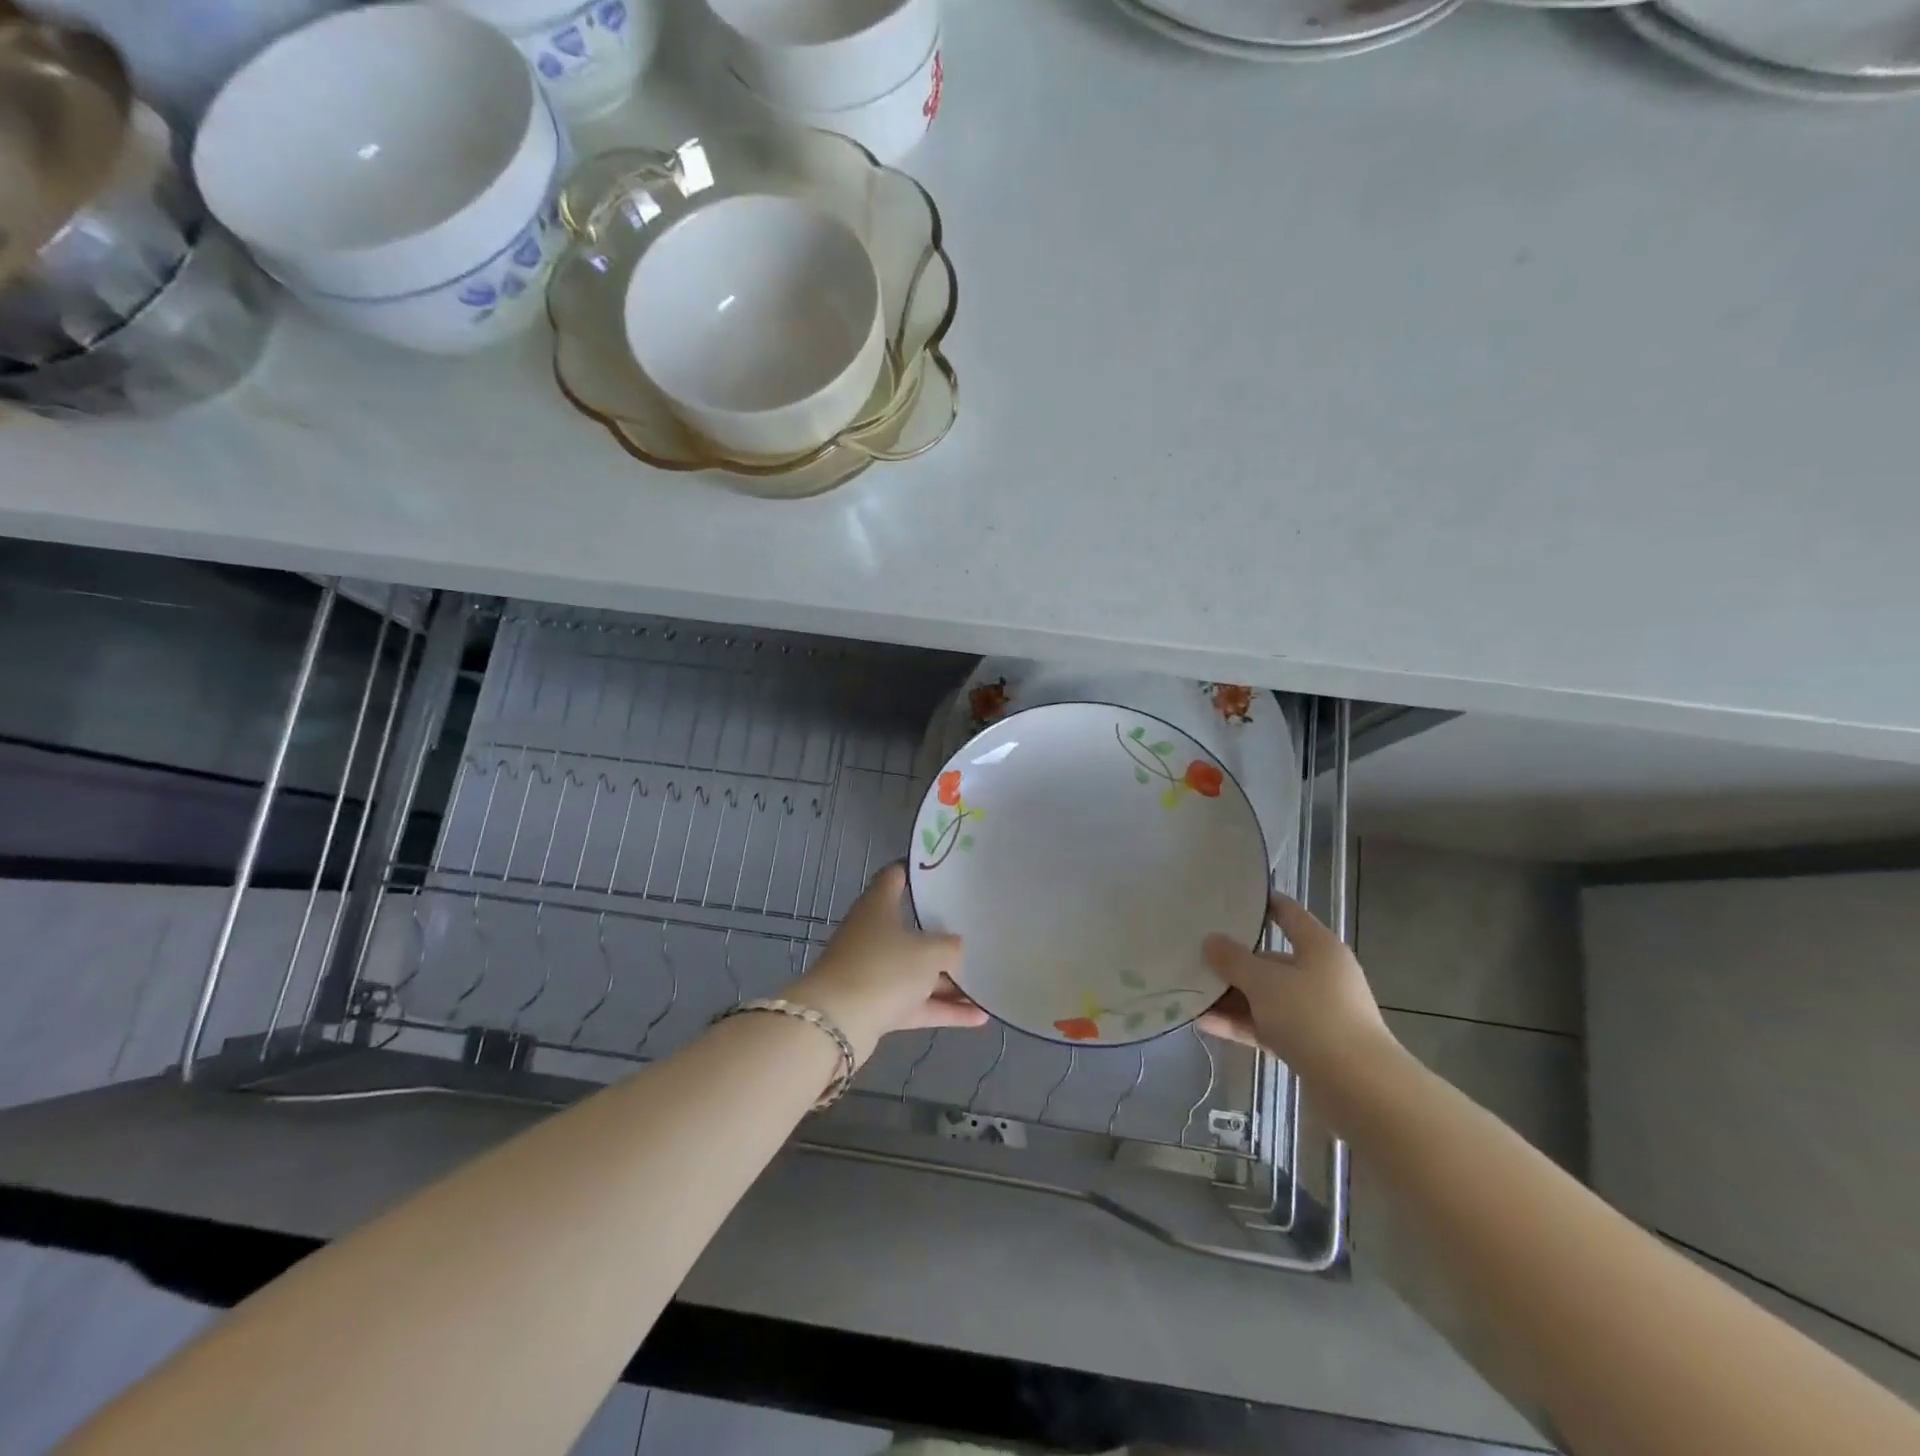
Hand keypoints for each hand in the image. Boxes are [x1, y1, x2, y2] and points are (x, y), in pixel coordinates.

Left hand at [791, 864, 985, 1063]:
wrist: (837, 1024)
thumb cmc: (884, 969)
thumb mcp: (930, 952)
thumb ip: (951, 947)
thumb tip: (957, 948)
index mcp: (878, 906)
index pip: (896, 876)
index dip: (918, 870)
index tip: (945, 870)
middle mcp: (873, 934)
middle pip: (911, 928)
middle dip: (942, 932)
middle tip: (977, 928)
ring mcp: (873, 971)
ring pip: (916, 971)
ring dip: (949, 980)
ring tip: (986, 982)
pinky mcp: (876, 1005)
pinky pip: (916, 1003)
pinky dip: (943, 1009)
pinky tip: (979, 1017)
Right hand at [1198, 893, 1397, 1080]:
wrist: (1360, 1088)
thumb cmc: (1313, 1017)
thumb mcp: (1264, 982)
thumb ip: (1233, 960)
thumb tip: (1211, 941)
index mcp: (1319, 947)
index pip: (1287, 914)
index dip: (1261, 903)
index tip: (1228, 898)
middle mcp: (1320, 974)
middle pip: (1270, 960)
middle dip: (1233, 961)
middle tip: (1194, 956)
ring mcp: (1316, 1011)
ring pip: (1266, 996)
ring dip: (1231, 997)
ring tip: (1191, 993)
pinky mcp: (1310, 1044)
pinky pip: (1267, 1025)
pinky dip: (1241, 1023)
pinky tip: (1205, 1024)